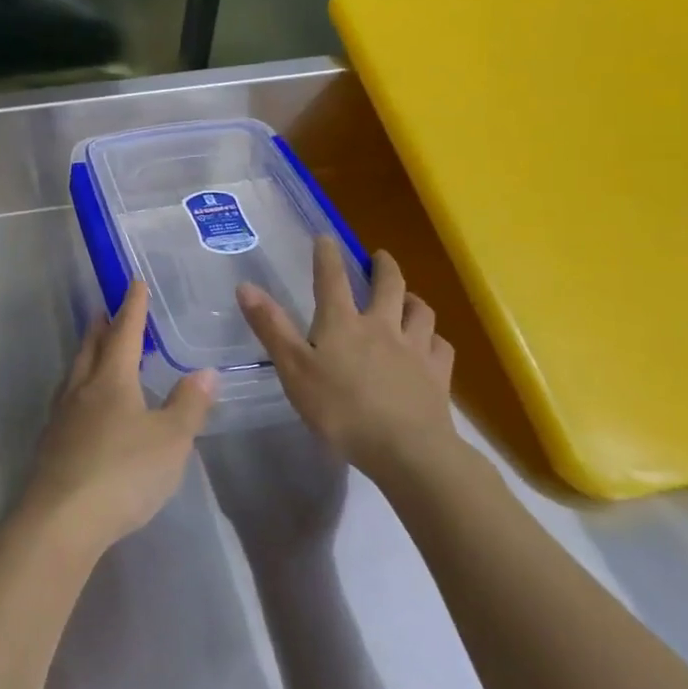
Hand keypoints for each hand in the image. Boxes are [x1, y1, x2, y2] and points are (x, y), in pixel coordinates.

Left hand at [20, 280, 216, 558]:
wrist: (62, 517)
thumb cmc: (123, 472)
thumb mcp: (170, 440)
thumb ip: (189, 405)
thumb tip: (205, 372)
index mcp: (112, 379)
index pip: (124, 332)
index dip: (132, 307)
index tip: (134, 283)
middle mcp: (83, 388)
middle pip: (91, 347)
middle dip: (101, 326)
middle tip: (105, 310)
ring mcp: (62, 415)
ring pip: (75, 372)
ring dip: (86, 354)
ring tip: (94, 350)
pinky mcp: (52, 442)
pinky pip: (67, 399)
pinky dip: (79, 387)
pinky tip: (83, 405)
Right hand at [236, 240, 455, 485]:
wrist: (408, 451)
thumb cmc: (341, 410)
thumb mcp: (293, 369)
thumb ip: (271, 327)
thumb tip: (245, 286)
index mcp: (342, 323)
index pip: (331, 278)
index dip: (326, 255)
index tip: (325, 237)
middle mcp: (381, 326)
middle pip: (388, 285)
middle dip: (383, 267)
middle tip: (380, 257)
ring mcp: (415, 349)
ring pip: (420, 311)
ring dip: (413, 299)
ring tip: (408, 298)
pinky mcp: (438, 376)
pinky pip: (441, 347)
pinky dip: (435, 339)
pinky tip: (432, 344)